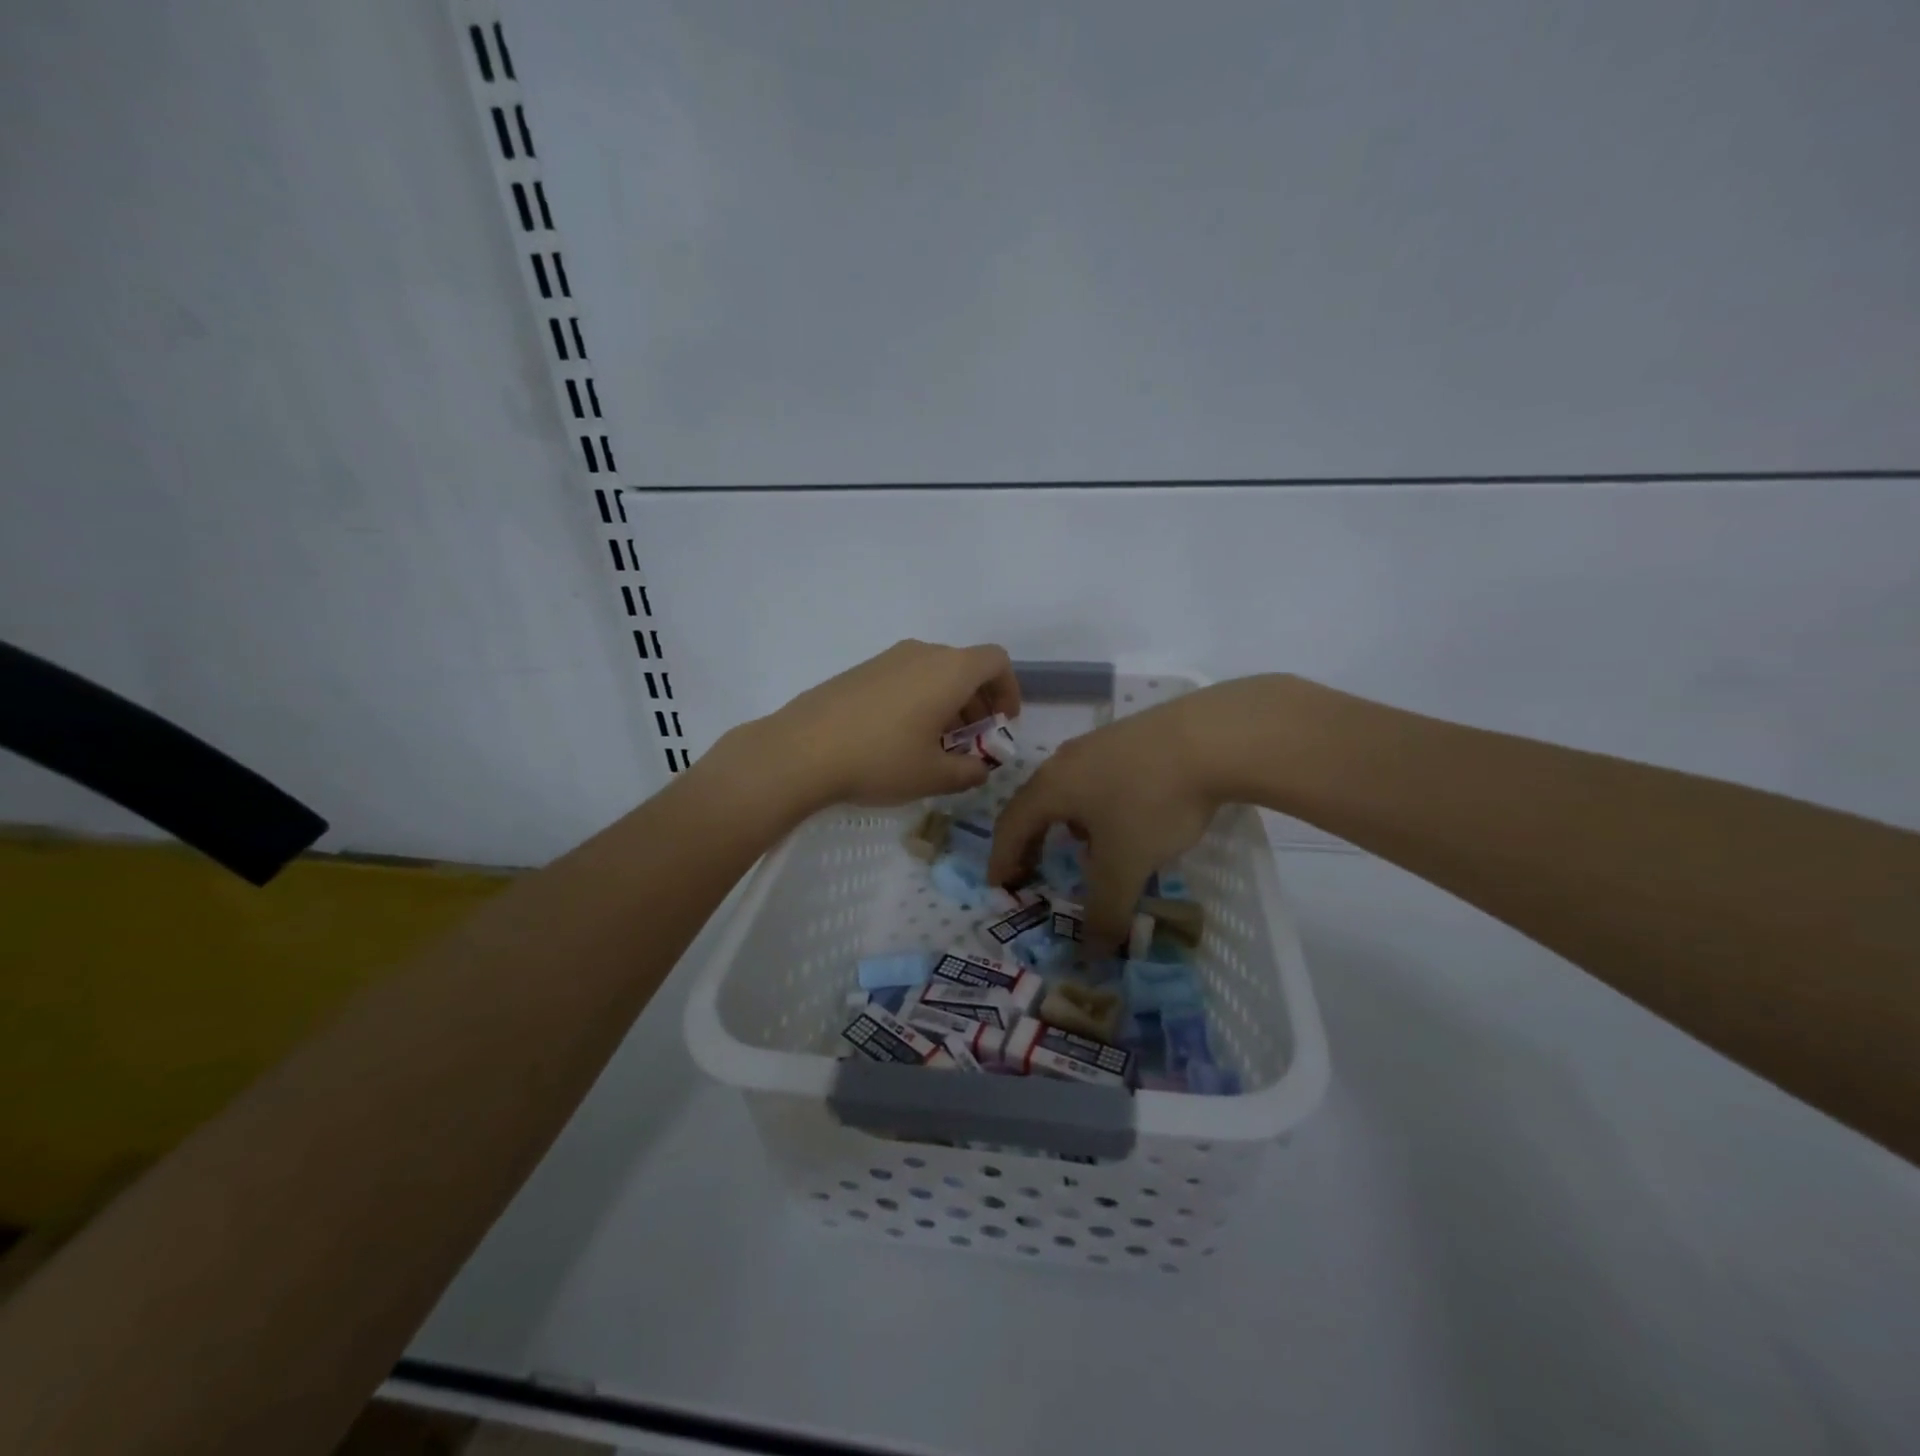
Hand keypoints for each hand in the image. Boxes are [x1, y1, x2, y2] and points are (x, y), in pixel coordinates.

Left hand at [745, 639, 1022, 810]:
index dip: (1008, 690)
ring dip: (948, 704)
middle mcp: (922, 654)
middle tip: (973, 743)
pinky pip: (906, 678)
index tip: (1002, 723)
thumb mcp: (934, 776)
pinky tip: (901, 739)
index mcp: (949, 670)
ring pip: (934, 673)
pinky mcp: (860, 671)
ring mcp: (887, 658)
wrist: (800, 750)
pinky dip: (919, 700)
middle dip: (977, 703)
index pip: (996, 661)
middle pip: (965, 667)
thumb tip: (980, 769)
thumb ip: (969, 772)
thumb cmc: (880, 759)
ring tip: (937, 746)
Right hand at [988, 690, 1227, 950]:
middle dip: (1031, 841)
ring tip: (1084, 849)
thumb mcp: (1126, 864)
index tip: (999, 886)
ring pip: (1068, 789)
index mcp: (1051, 787)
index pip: (1010, 825)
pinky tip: (1127, 819)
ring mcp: (1099, 744)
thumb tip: (1091, 954)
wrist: (1212, 737)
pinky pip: (1097, 778)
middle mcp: (1066, 760)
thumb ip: (1105, 910)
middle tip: (1031, 871)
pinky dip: (1095, 806)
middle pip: (1035, 804)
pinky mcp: (1131, 737)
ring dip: (1064, 823)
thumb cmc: (1152, 801)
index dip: (1002, 859)